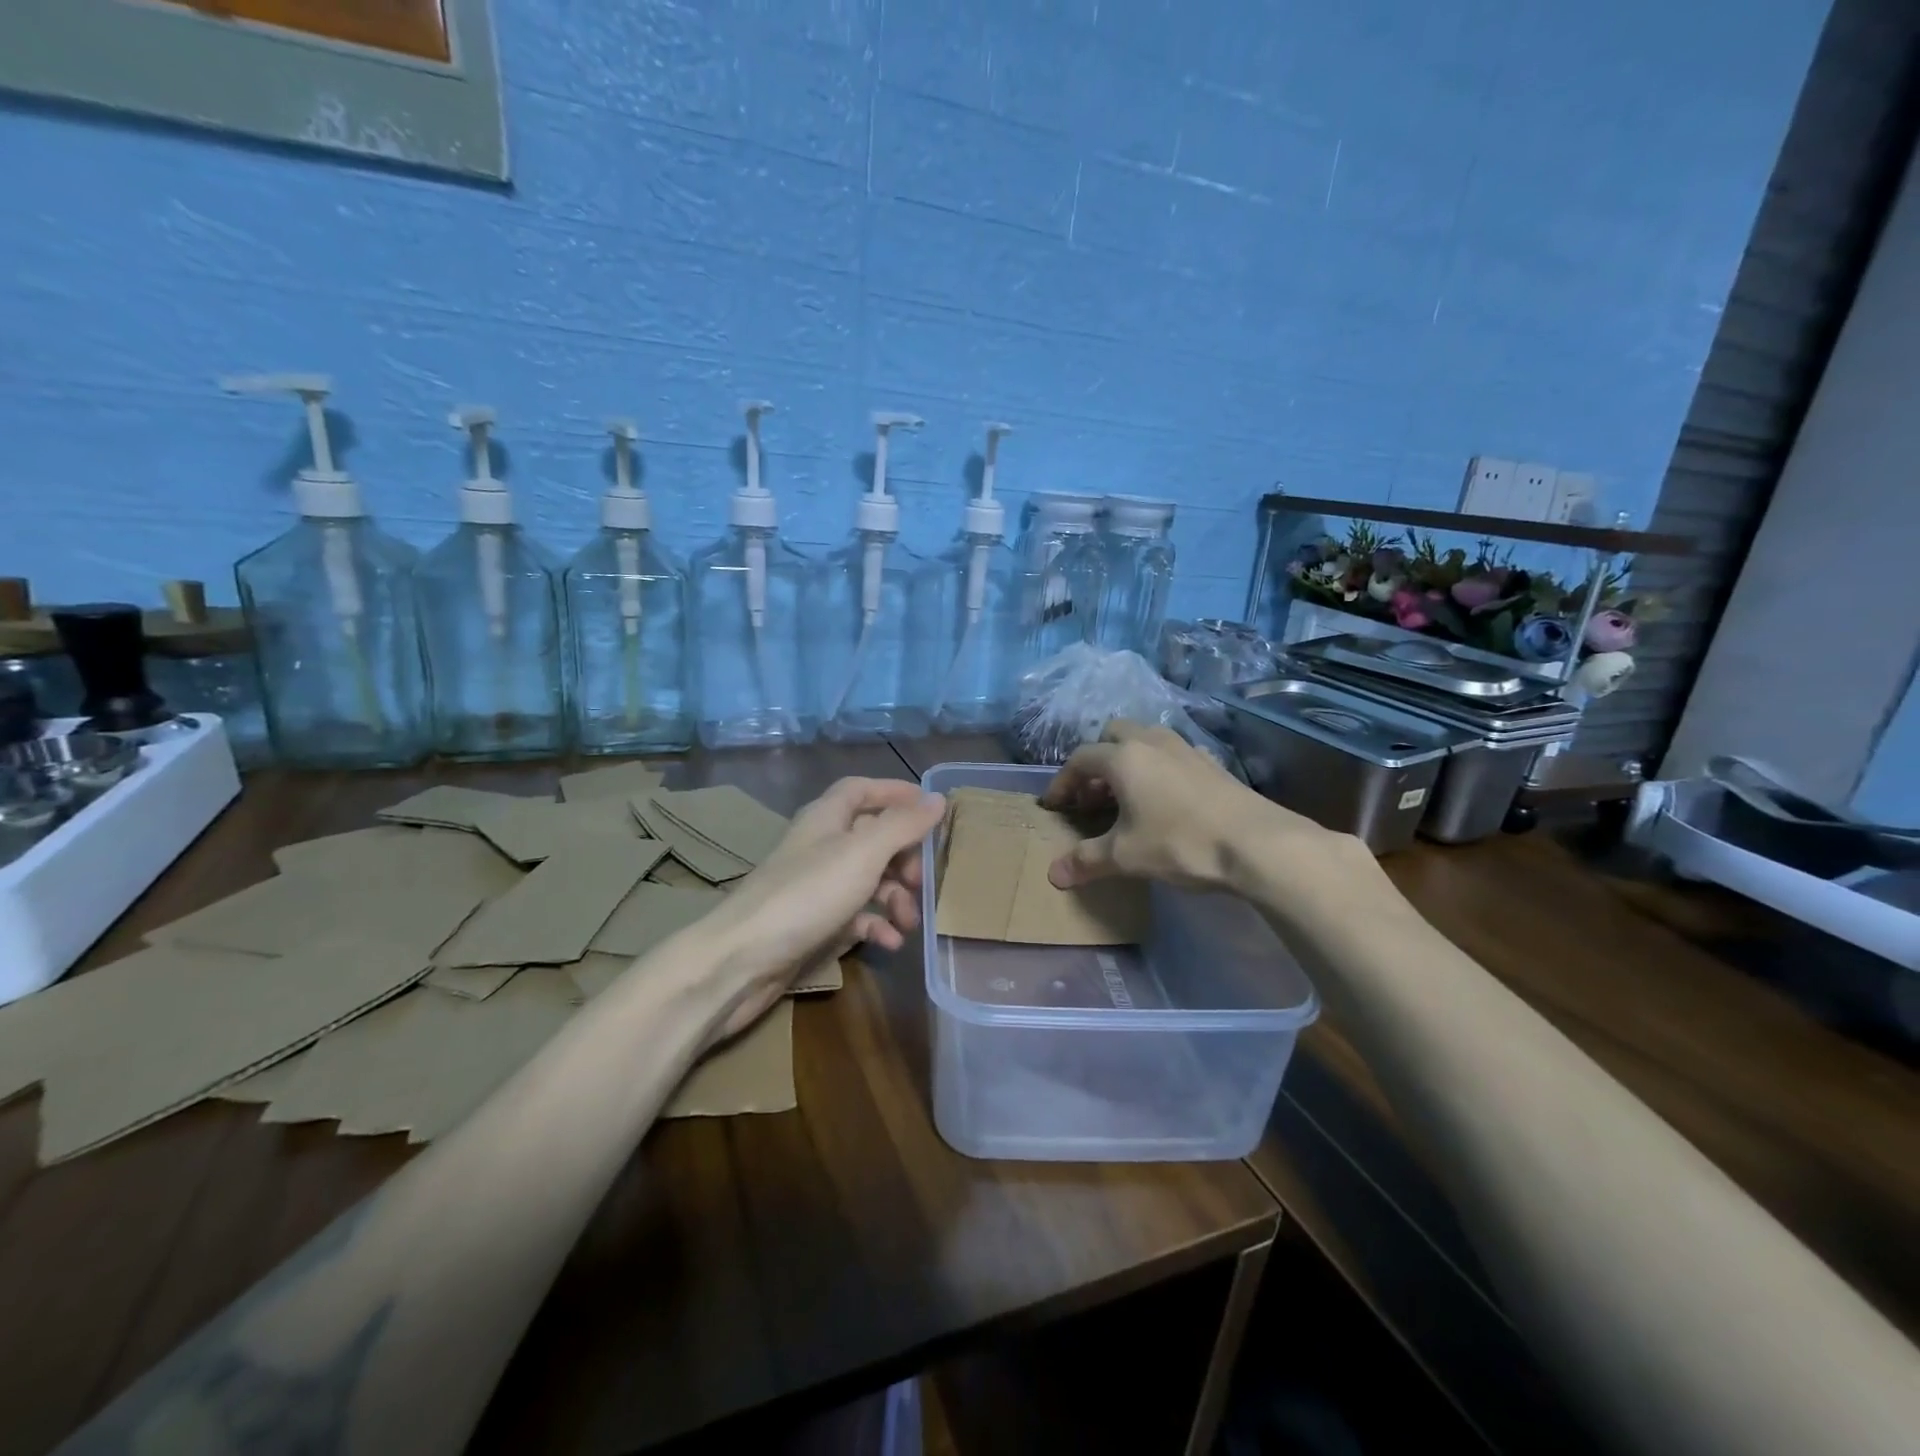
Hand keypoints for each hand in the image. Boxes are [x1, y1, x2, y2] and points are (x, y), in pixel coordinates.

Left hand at [708, 778, 945, 1041]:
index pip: (862, 790)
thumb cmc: (807, 894)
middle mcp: (821, 846)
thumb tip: (937, 799)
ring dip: (895, 896)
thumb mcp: (863, 853)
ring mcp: (816, 886)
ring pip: (867, 879)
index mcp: (827, 818)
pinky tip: (891, 942)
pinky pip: (855, 916)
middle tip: (923, 880)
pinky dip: (876, 925)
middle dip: (903, 857)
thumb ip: (902, 825)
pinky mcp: (813, 923)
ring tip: (911, 921)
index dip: (895, 794)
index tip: (929, 809)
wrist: (742, 960)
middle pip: (871, 837)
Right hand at [1041, 720, 1371, 901]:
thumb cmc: (1180, 843)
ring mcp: (1186, 749)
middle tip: (1093, 795)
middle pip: (1113, 734)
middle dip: (1097, 760)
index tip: (1054, 806)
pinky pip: (1173, 754)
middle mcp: (1152, 743)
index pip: (1080, 759)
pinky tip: (1165, 799)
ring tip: (1126, 795)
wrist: (1257, 843)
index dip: (1063, 781)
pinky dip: (1159, 768)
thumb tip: (1053, 876)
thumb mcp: (1125, 856)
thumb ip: (1086, 861)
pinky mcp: (1212, 764)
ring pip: (1146, 739)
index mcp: (1124, 758)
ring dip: (1129, 760)